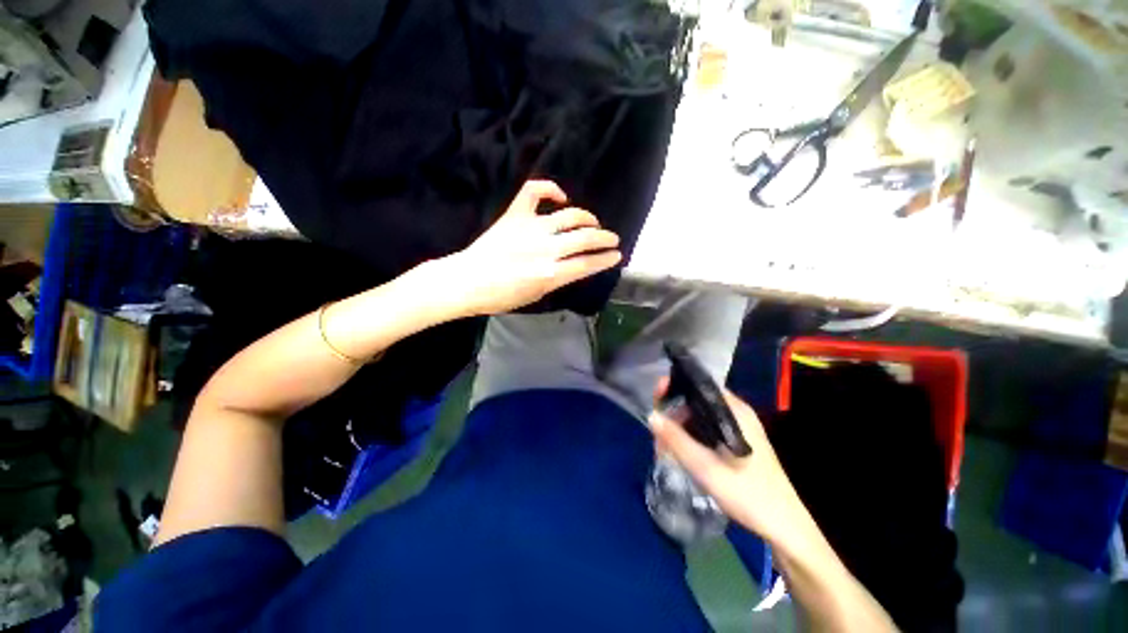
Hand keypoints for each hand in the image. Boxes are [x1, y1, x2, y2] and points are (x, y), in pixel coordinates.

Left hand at [435, 180, 621, 316]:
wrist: (467, 281)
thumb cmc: (499, 296)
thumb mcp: (535, 296)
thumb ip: (556, 279)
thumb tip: (572, 266)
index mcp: (551, 274)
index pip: (588, 263)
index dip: (606, 259)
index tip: (616, 255)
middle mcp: (547, 248)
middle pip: (586, 238)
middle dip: (605, 238)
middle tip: (612, 238)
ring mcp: (532, 227)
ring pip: (571, 215)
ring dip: (587, 218)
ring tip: (592, 222)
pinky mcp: (516, 214)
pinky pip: (535, 191)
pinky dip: (550, 189)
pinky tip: (560, 197)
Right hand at [648, 380, 813, 551]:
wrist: (778, 519)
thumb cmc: (745, 492)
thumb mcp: (706, 468)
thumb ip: (678, 442)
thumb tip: (652, 416)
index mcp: (737, 413)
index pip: (704, 385)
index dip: (679, 386)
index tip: (656, 397)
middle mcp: (741, 417)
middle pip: (703, 403)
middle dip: (677, 414)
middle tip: (656, 436)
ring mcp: (743, 433)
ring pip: (707, 421)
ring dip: (684, 430)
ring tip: (664, 450)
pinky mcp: (743, 449)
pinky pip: (714, 435)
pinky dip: (696, 441)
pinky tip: (684, 458)